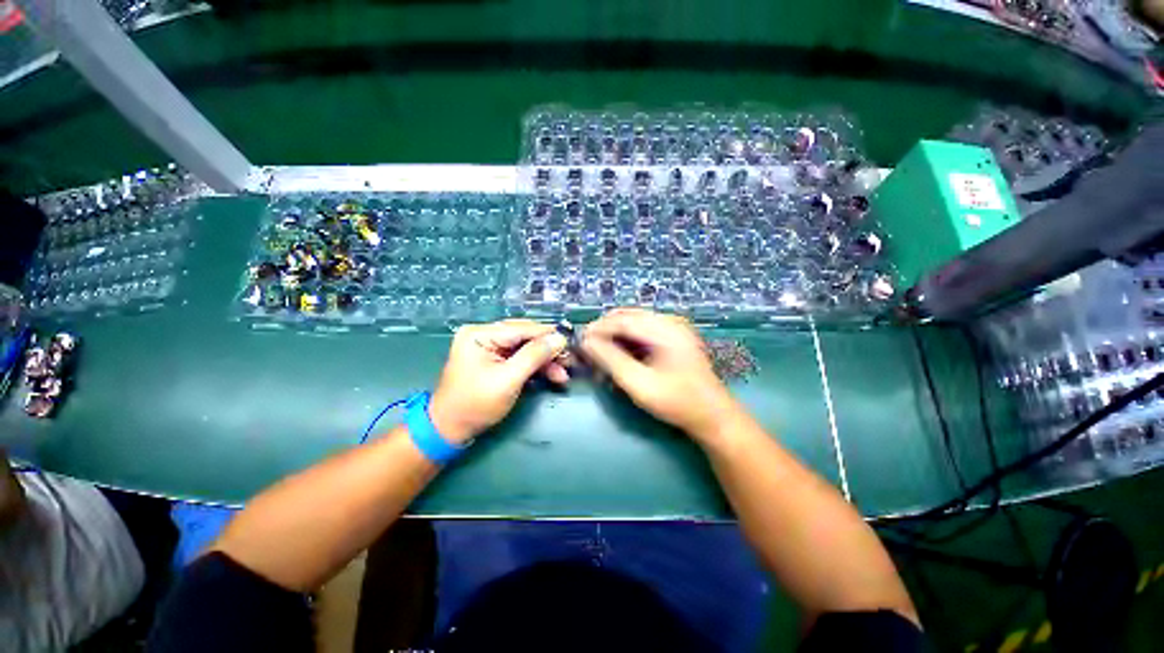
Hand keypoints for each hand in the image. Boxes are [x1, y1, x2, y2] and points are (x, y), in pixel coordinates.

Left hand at [429, 320, 568, 443]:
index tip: (571, 341)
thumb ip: (534, 356)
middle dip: (548, 350)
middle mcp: (484, 335)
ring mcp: (489, 348)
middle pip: (525, 337)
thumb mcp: (508, 380)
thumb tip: (560, 338)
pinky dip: (535, 367)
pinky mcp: (494, 360)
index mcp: (480, 334)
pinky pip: (520, 358)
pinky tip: (552, 375)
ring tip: (563, 373)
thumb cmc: (475, 404)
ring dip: (545, 361)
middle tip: (569, 360)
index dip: (548, 335)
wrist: (450, 430)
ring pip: (526, 348)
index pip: (522, 328)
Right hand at [581, 308, 739, 440]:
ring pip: (633, 324)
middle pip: (627, 317)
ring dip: (614, 338)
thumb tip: (586, 342)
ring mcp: (673, 328)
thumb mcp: (639, 384)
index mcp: (665, 328)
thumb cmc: (677, 402)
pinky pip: (643, 332)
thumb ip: (611, 360)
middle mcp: (670, 321)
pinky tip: (618, 359)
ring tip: (600, 357)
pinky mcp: (673, 337)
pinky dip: (627, 343)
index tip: (579, 341)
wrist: (713, 416)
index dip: (598, 328)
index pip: (622, 320)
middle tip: (587, 350)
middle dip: (604, 332)